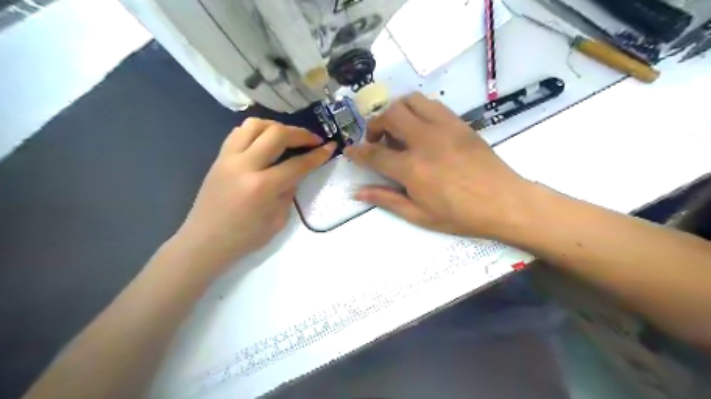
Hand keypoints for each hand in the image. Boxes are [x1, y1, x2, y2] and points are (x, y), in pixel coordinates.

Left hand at [175, 117, 337, 275]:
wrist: (205, 242)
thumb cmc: (245, 238)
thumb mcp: (278, 220)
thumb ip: (289, 192)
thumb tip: (295, 173)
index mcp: (262, 187)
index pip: (297, 164)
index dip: (317, 155)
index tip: (330, 147)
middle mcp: (244, 165)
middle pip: (276, 134)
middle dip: (300, 133)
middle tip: (313, 139)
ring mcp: (228, 158)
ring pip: (254, 125)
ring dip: (277, 126)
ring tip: (288, 136)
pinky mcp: (219, 157)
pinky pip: (239, 133)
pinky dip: (257, 131)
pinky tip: (266, 141)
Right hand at [345, 92, 532, 238]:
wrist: (503, 202)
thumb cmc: (460, 215)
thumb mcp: (419, 215)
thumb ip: (387, 199)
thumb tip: (358, 192)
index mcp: (412, 169)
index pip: (375, 153)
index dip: (358, 152)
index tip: (349, 151)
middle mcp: (424, 141)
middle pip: (389, 116)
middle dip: (375, 125)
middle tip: (378, 141)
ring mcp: (443, 127)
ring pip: (410, 101)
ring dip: (396, 112)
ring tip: (398, 130)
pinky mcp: (459, 123)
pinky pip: (432, 105)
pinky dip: (418, 110)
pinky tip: (421, 128)